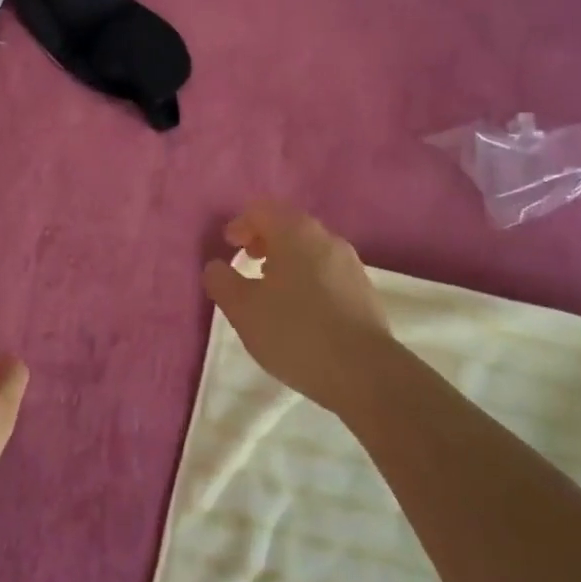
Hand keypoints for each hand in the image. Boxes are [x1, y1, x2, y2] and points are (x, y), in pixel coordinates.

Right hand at [202, 202, 399, 417]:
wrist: (364, 372)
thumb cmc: (295, 333)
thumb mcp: (243, 310)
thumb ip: (222, 282)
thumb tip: (216, 267)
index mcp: (295, 233)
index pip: (262, 209)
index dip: (240, 224)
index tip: (228, 247)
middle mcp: (326, 238)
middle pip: (288, 224)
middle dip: (264, 239)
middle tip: (247, 261)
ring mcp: (350, 263)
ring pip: (310, 248)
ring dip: (286, 259)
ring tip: (271, 288)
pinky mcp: (364, 289)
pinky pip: (327, 270)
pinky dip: (307, 276)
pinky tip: (300, 308)